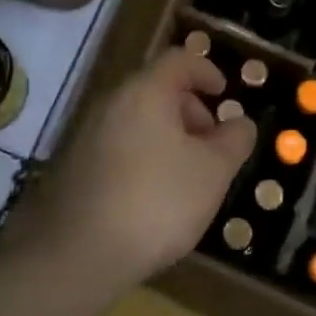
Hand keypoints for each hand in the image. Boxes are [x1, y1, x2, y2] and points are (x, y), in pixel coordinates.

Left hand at [15, 49, 253, 295]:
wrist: (77, 256)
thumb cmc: (156, 201)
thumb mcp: (213, 172)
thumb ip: (235, 140)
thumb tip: (241, 123)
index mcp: (146, 91)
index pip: (179, 59)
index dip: (206, 70)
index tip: (224, 93)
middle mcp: (112, 101)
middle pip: (157, 88)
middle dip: (190, 110)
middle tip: (211, 145)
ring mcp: (87, 133)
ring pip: (137, 118)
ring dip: (167, 135)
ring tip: (187, 176)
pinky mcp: (74, 165)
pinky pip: (119, 145)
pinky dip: (143, 155)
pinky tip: (153, 196)